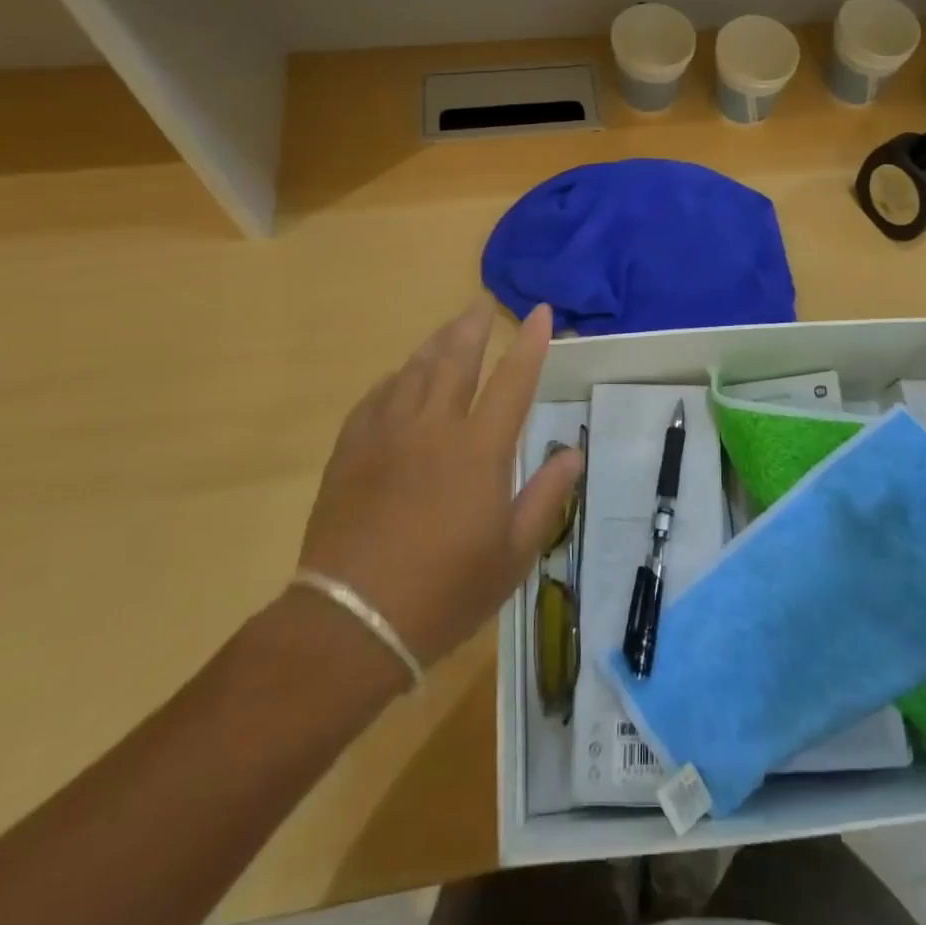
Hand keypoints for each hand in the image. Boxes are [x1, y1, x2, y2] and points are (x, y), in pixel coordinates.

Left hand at [294, 300, 581, 669]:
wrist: (352, 622)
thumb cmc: (446, 592)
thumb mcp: (513, 554)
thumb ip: (547, 496)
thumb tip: (574, 454)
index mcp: (480, 449)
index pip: (514, 379)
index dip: (530, 342)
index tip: (541, 312)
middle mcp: (434, 426)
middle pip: (456, 357)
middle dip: (473, 325)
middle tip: (480, 303)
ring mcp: (387, 433)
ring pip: (414, 369)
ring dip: (436, 344)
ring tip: (448, 330)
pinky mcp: (351, 449)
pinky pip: (377, 396)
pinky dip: (396, 379)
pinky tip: (400, 378)